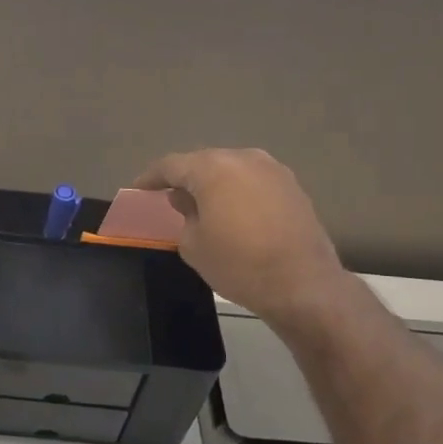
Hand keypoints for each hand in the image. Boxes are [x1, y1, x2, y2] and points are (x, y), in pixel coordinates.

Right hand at [135, 147, 350, 336]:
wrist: (303, 285)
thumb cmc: (239, 264)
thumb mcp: (193, 245)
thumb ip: (184, 215)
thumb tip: (186, 199)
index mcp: (213, 168)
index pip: (172, 165)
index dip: (152, 177)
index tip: (139, 188)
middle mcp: (244, 158)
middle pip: (205, 162)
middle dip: (186, 178)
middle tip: (170, 196)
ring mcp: (273, 170)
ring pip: (232, 170)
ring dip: (215, 184)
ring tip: (203, 204)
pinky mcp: (293, 187)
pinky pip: (254, 182)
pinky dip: (239, 192)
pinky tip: (234, 212)